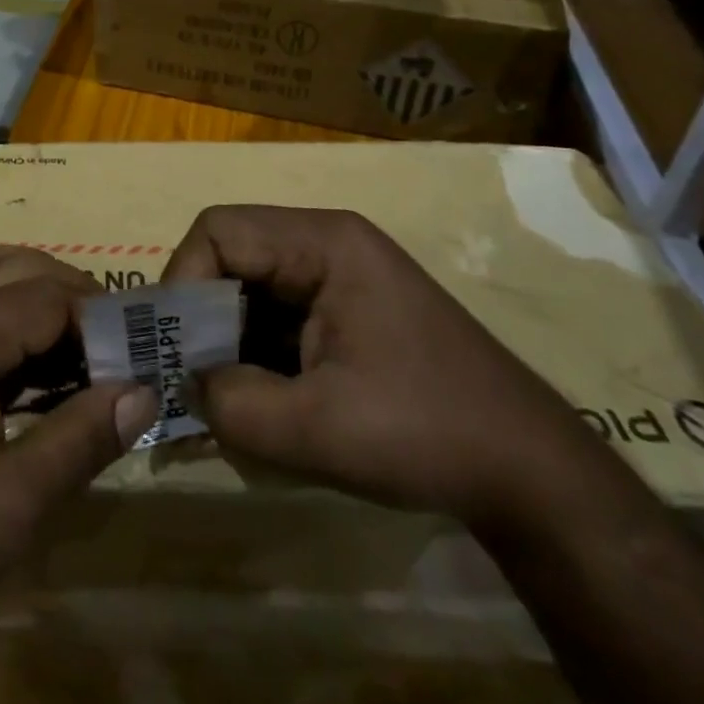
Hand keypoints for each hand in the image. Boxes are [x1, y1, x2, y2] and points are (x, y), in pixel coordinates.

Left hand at [0, 261, 155, 654]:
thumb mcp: (9, 507)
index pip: (50, 299)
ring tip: (61, 320)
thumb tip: (144, 391)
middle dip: (69, 297)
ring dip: (22, 280)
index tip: (134, 355)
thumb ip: (80, 440)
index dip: (99, 322)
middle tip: (108, 345)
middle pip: (15, 270)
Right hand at [163, 205, 590, 526]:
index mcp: (324, 242)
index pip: (220, 230)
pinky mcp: (345, 308)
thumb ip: (233, 405)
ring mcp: (339, 274)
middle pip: (232, 253)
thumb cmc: (427, 433)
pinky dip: (254, 351)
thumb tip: (185, 386)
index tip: (172, 348)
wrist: (531, 474)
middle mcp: (327, 242)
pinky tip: (260, 399)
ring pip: (250, 286)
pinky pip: (276, 313)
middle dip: (202, 314)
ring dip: (227, 337)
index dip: (183, 280)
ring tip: (220, 396)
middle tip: (187, 375)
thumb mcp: (319, 429)